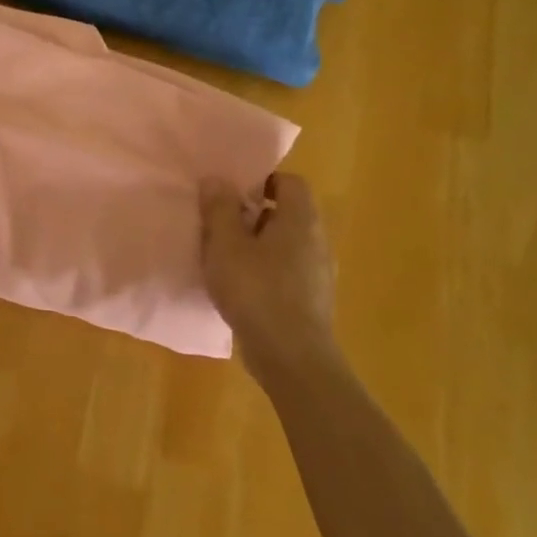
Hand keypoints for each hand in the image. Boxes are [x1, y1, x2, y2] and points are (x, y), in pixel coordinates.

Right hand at [201, 174, 339, 380]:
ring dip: (257, 245)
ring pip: (286, 244)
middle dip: (253, 215)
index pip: (289, 182)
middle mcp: (317, 240)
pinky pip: (287, 271)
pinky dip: (265, 271)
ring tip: (225, 258)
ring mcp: (319, 272)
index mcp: (301, 219)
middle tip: (220, 226)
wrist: (291, 357)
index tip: (231, 195)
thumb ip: (219, 209)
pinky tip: (241, 288)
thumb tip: (217, 179)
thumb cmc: (256, 291)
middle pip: (287, 213)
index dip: (261, 181)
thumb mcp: (225, 245)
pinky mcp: (312, 300)